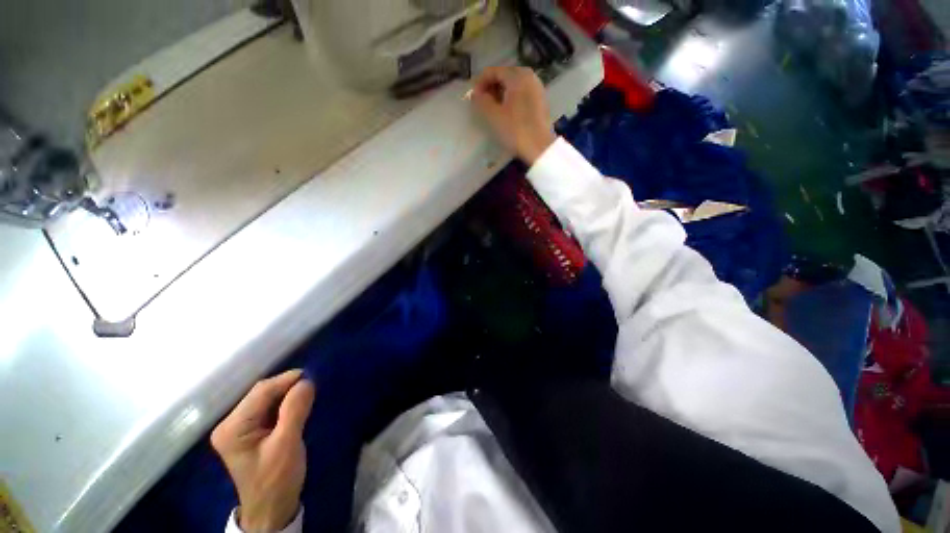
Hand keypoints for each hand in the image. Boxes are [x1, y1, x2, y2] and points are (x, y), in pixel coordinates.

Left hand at [211, 369, 315, 531]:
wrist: (272, 508)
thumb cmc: (277, 479)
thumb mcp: (287, 444)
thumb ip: (294, 410)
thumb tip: (306, 381)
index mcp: (233, 428)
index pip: (261, 392)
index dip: (287, 380)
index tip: (312, 376)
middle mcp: (230, 424)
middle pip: (261, 393)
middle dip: (287, 386)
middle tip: (312, 386)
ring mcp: (238, 427)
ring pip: (266, 398)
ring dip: (287, 394)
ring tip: (308, 393)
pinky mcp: (249, 431)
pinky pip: (268, 407)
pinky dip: (285, 403)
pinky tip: (297, 404)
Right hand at [471, 66, 556, 164]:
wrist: (540, 148)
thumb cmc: (516, 130)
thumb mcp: (494, 116)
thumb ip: (481, 101)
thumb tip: (475, 95)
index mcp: (517, 76)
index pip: (493, 71)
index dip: (480, 83)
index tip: (472, 98)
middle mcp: (529, 76)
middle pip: (504, 76)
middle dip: (490, 88)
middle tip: (481, 103)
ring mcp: (537, 89)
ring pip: (513, 86)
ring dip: (500, 94)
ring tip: (492, 109)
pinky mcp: (540, 102)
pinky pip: (521, 94)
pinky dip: (511, 99)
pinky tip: (506, 113)